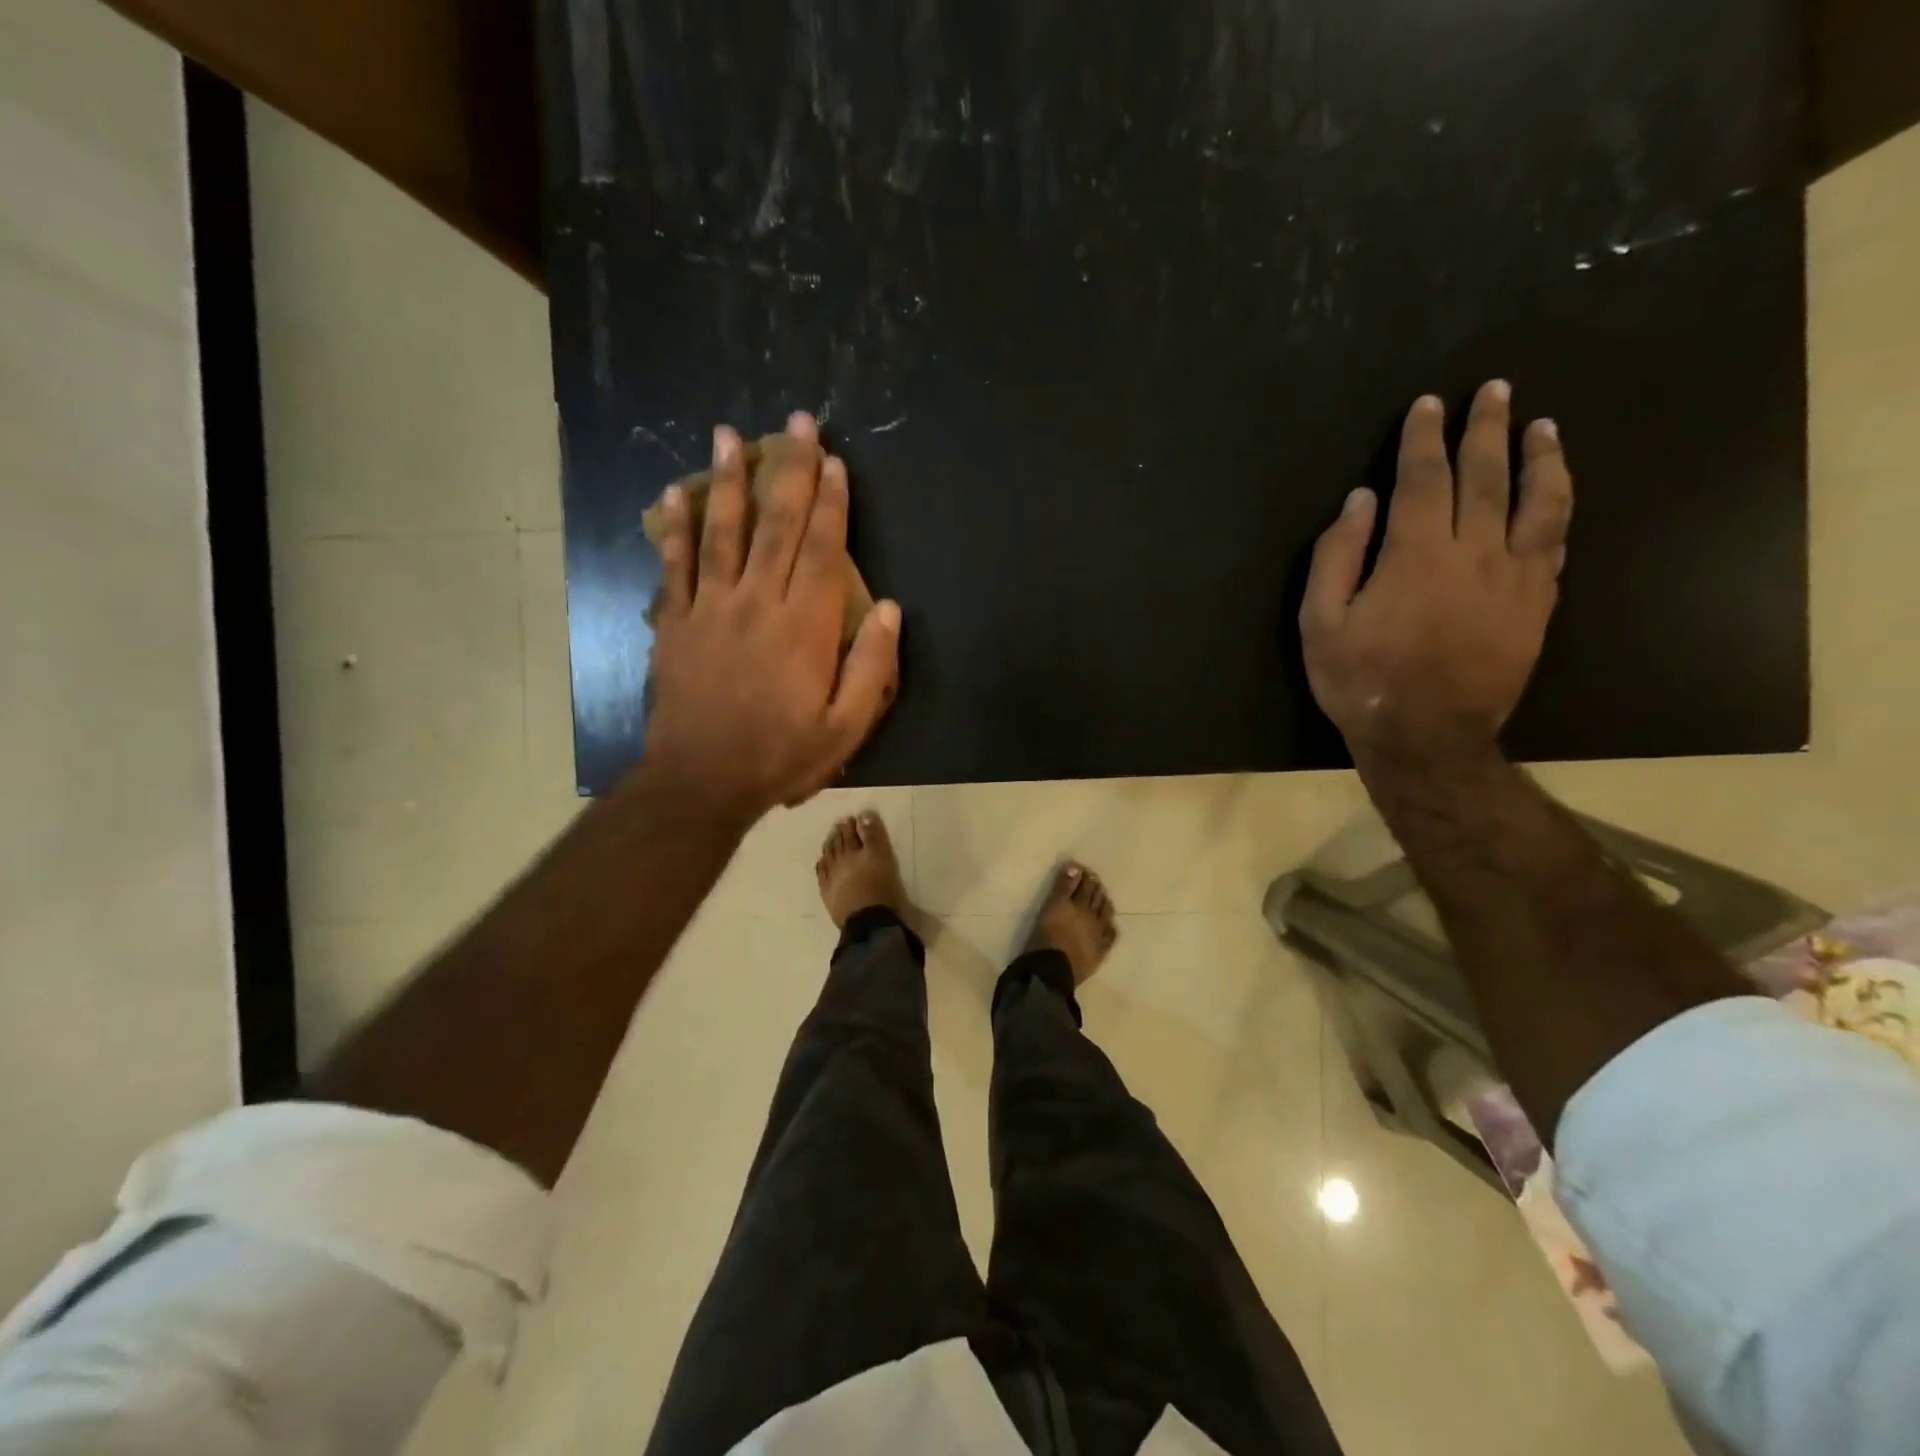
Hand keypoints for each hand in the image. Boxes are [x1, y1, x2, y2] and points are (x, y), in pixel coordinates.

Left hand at [642, 413, 900, 825]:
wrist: (700, 782)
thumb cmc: (781, 756)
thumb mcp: (845, 728)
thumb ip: (871, 668)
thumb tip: (890, 611)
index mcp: (804, 627)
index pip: (822, 551)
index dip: (831, 503)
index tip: (834, 461)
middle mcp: (758, 604)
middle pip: (776, 526)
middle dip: (790, 470)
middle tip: (796, 422)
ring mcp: (711, 609)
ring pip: (721, 532)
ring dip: (729, 480)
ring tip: (730, 433)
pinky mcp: (675, 623)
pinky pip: (675, 566)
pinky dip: (675, 528)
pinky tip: (675, 494)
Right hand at [1300, 381, 1573, 758]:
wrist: (1426, 738)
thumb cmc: (1361, 681)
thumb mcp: (1320, 623)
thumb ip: (1337, 557)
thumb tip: (1361, 500)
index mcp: (1417, 555)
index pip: (1425, 480)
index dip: (1424, 439)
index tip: (1428, 404)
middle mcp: (1476, 554)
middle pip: (1487, 478)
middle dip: (1486, 430)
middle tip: (1493, 390)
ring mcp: (1516, 579)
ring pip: (1540, 504)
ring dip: (1541, 459)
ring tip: (1541, 427)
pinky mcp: (1538, 606)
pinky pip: (1555, 546)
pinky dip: (1557, 512)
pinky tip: (1554, 496)